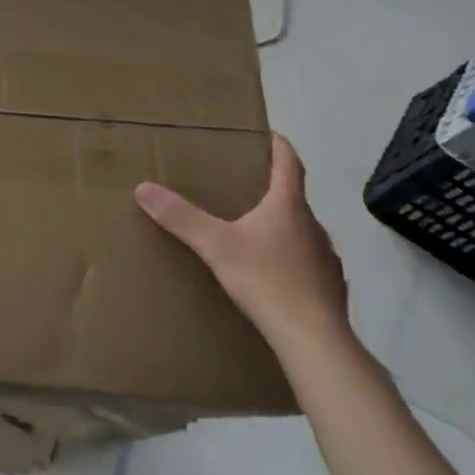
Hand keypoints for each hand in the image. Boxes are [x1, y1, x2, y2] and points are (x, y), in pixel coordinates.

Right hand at [134, 133, 352, 363]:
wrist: (314, 339)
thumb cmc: (266, 280)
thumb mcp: (215, 245)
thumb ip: (181, 217)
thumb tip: (143, 187)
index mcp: (288, 207)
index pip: (290, 165)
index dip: (280, 147)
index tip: (270, 134)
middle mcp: (313, 226)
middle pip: (294, 199)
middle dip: (272, 191)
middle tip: (245, 188)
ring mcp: (326, 259)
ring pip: (302, 232)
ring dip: (282, 227)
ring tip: (254, 234)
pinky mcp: (331, 288)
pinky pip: (307, 263)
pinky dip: (290, 260)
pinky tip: (272, 276)